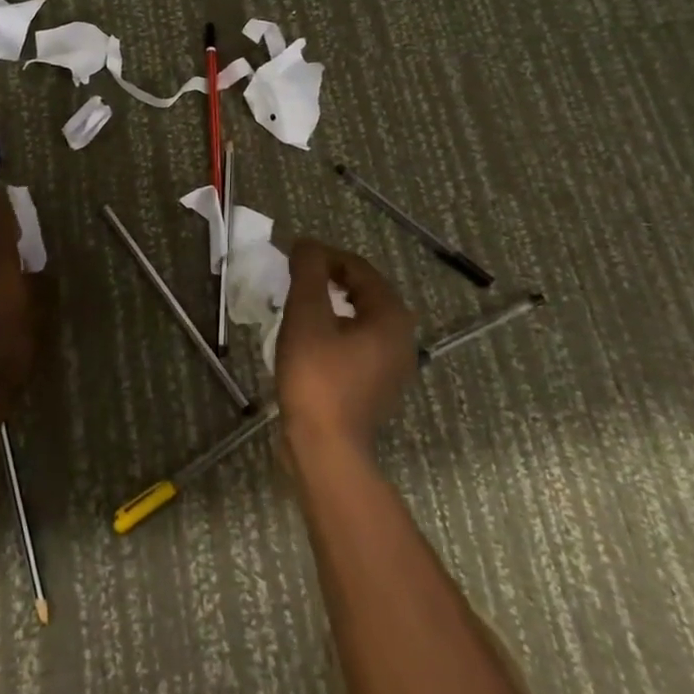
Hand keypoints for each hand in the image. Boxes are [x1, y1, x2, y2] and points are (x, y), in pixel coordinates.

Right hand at [274, 238, 416, 453]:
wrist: (326, 448)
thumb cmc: (316, 376)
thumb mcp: (307, 315)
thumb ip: (309, 272)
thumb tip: (307, 244)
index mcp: (392, 316)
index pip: (357, 268)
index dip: (323, 256)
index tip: (292, 258)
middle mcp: (402, 337)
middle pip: (363, 292)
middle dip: (328, 280)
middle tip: (294, 279)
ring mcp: (393, 366)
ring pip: (360, 320)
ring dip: (331, 306)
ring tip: (298, 307)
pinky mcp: (377, 387)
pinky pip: (358, 345)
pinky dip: (335, 333)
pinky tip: (309, 340)